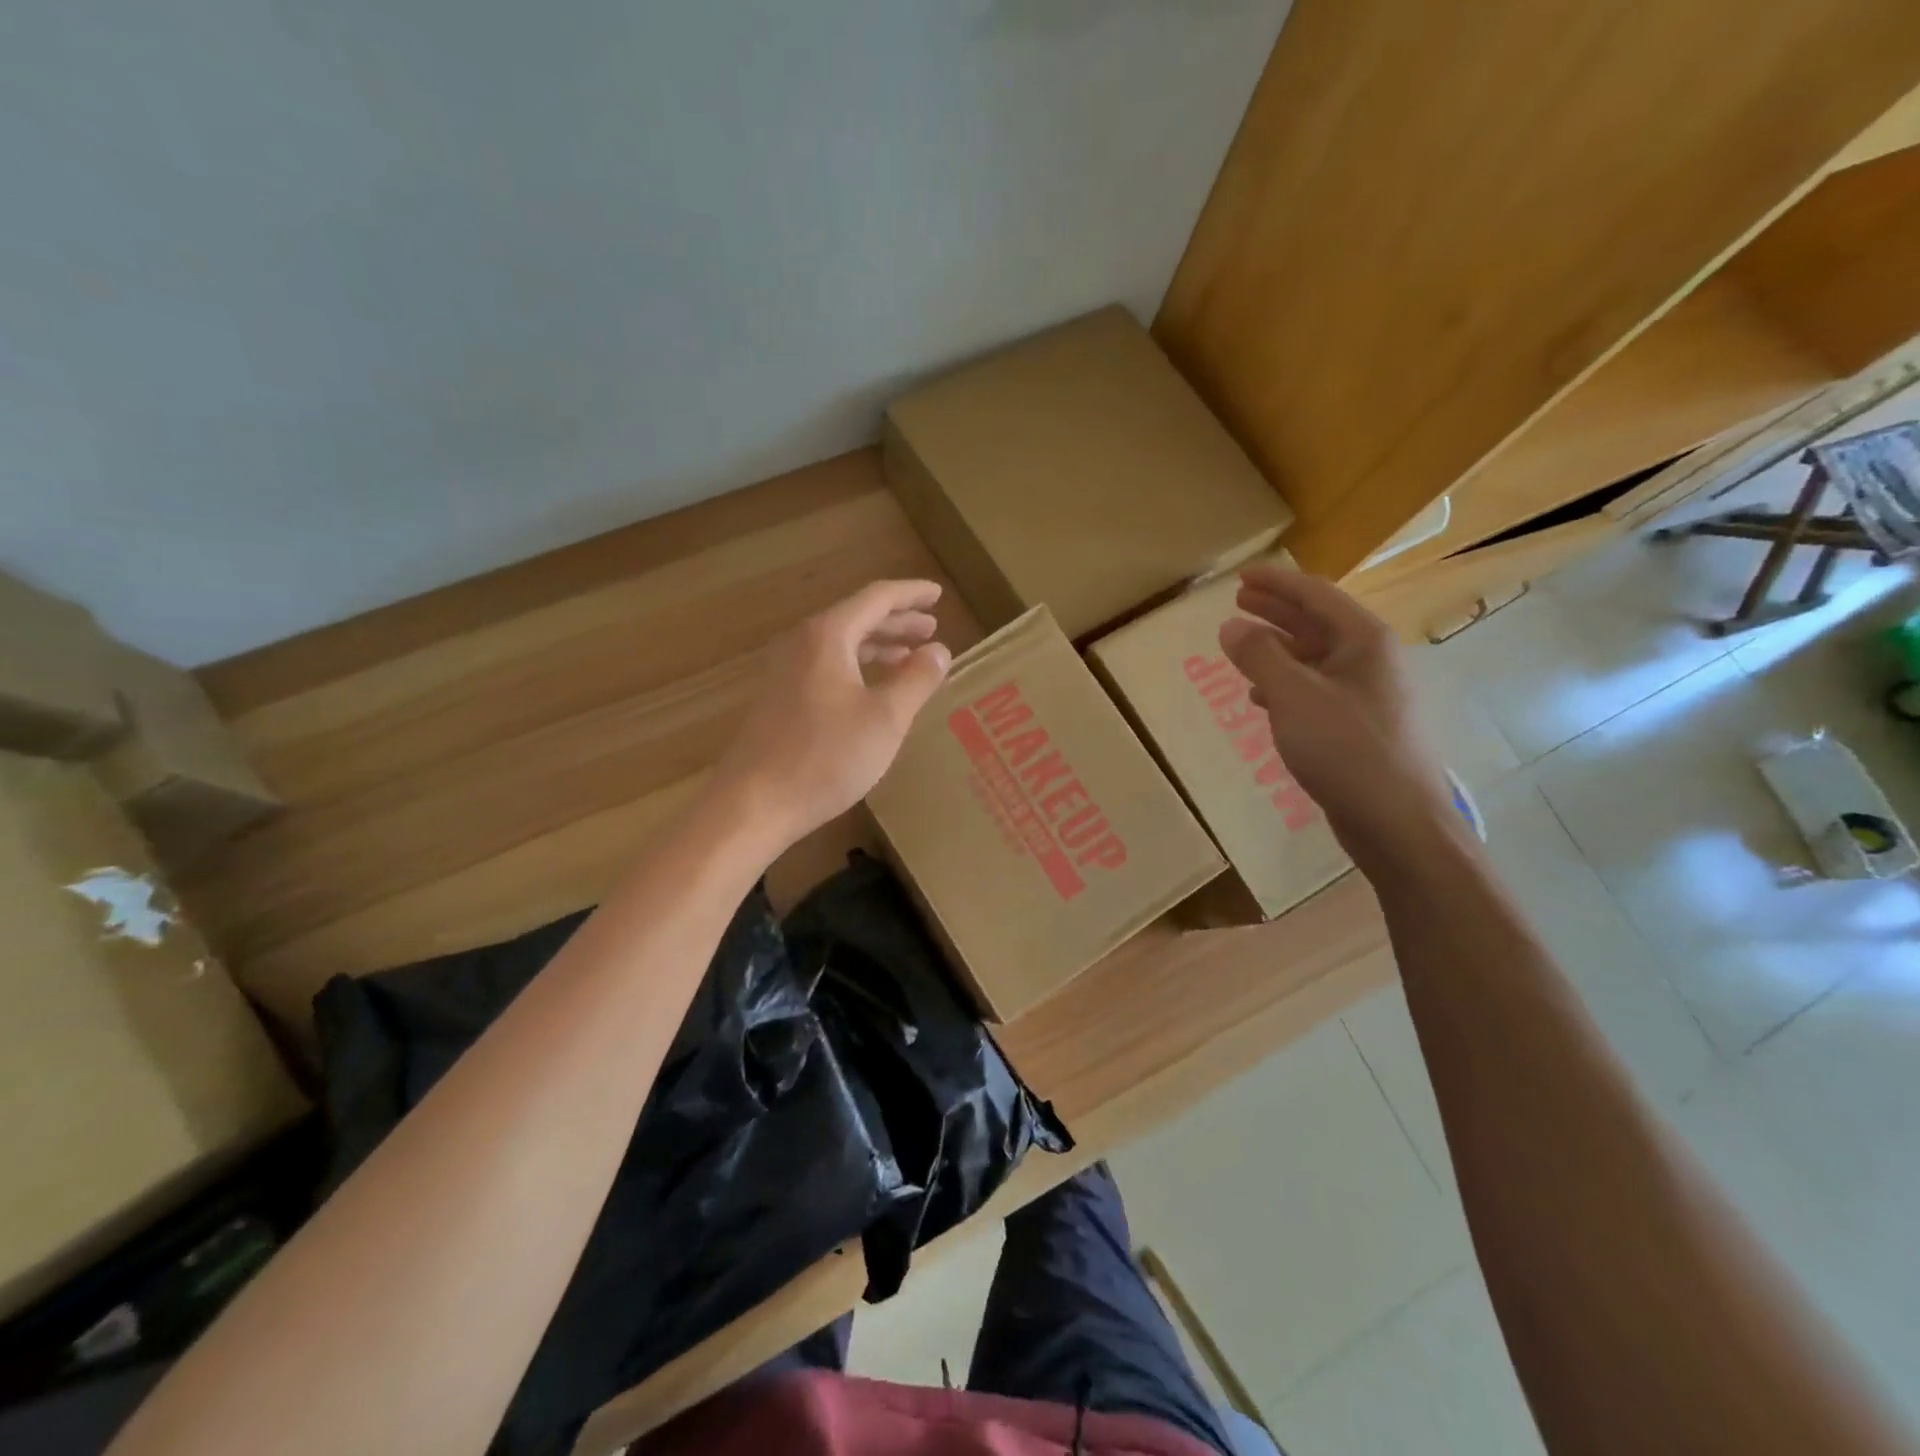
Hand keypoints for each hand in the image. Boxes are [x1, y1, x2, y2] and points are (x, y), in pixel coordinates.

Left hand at [712, 579, 951, 850]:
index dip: (911, 595)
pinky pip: (826, 666)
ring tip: (908, 656)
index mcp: (828, 636)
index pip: (876, 598)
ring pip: (840, 644)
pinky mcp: (779, 699)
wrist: (754, 803)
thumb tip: (939, 650)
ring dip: (877, 646)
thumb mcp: (885, 719)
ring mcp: (785, 671)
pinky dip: (856, 667)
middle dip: (896, 621)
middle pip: (856, 618)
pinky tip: (871, 689)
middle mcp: (802, 643)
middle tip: (930, 627)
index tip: (938, 595)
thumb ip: (916, 679)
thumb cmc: (826, 757)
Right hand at [1218, 562, 1454, 852]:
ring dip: (1278, 649)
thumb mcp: (1293, 696)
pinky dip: (1287, 685)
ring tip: (1243, 646)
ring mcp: (1368, 695)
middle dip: (1277, 611)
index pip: (1316, 595)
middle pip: (1317, 623)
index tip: (1240, 577)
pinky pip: (1317, 690)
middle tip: (1238, 601)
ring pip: (1316, 659)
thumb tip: (1231, 626)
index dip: (1276, 583)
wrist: (1395, 820)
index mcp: (1364, 641)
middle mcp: (1371, 660)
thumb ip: (1259, 656)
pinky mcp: (1359, 726)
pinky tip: (1263, 697)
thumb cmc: (1345, 748)